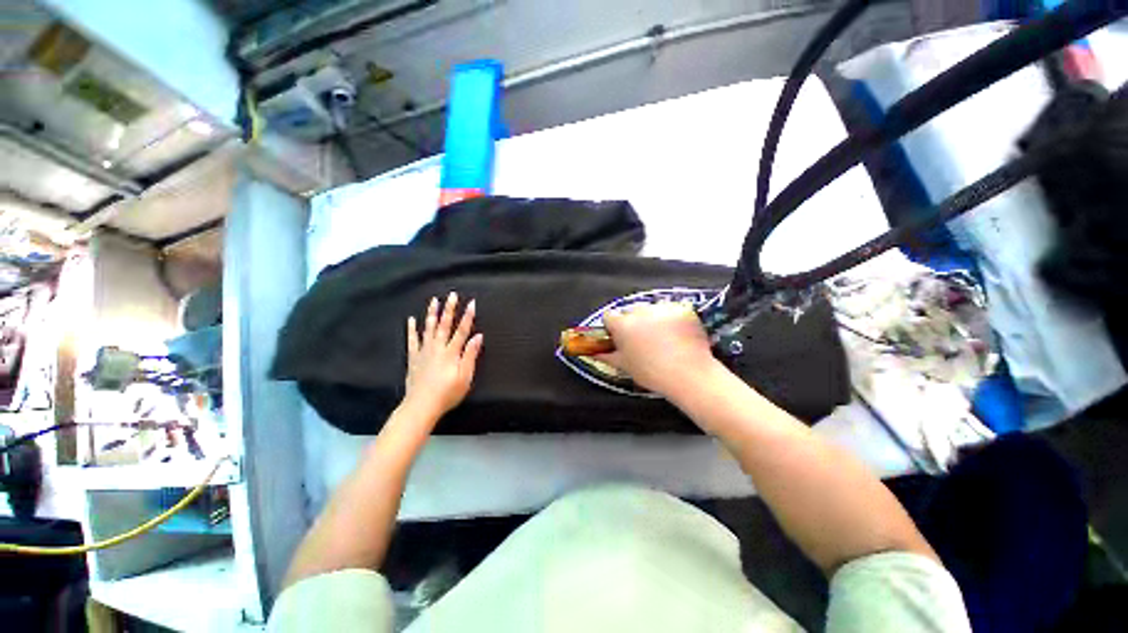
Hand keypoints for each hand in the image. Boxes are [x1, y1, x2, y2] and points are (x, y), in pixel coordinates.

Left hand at [404, 293, 483, 420]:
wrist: (421, 406)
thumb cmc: (447, 393)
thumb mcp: (465, 377)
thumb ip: (470, 355)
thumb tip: (478, 336)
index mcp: (451, 352)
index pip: (462, 330)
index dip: (467, 316)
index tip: (471, 303)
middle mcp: (437, 348)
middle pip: (444, 325)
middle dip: (449, 309)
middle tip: (451, 295)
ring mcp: (424, 352)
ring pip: (428, 329)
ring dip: (432, 314)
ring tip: (434, 301)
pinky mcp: (413, 358)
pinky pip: (412, 340)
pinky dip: (412, 330)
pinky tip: (411, 320)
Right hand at [597, 302, 722, 400]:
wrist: (688, 373)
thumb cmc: (651, 373)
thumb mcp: (625, 366)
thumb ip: (607, 356)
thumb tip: (595, 353)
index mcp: (622, 324)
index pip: (609, 316)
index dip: (612, 326)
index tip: (618, 336)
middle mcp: (639, 311)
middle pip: (630, 311)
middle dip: (633, 321)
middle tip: (642, 339)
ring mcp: (662, 308)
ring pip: (652, 309)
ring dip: (653, 319)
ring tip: (663, 338)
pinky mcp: (681, 309)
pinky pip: (672, 310)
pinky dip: (673, 319)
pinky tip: (678, 335)